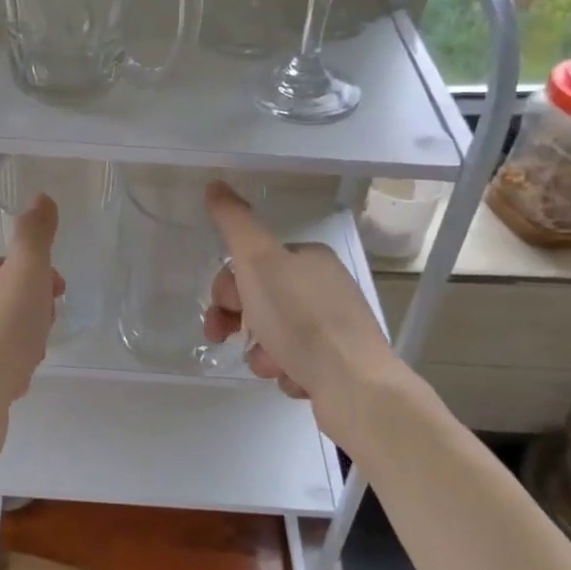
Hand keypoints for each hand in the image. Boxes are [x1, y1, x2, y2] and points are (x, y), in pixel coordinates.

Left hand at [0, 193, 62, 490]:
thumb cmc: (1, 333)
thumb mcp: (27, 274)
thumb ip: (35, 236)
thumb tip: (41, 197)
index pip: (8, 266)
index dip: (38, 277)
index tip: (57, 295)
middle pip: (7, 301)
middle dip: (33, 315)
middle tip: (43, 332)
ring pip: (2, 335)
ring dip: (25, 345)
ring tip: (30, 362)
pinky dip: (10, 370)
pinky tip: (16, 383)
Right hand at [202, 181, 402, 430]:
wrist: (354, 385)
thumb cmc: (301, 319)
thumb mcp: (259, 261)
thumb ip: (235, 222)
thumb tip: (216, 184)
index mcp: (309, 259)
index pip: (252, 264)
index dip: (228, 286)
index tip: (223, 307)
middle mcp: (325, 288)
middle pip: (260, 299)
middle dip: (240, 322)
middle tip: (228, 338)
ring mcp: (335, 328)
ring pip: (274, 335)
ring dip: (261, 352)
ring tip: (272, 365)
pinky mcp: (339, 364)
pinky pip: (295, 363)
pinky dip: (286, 372)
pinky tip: (295, 378)